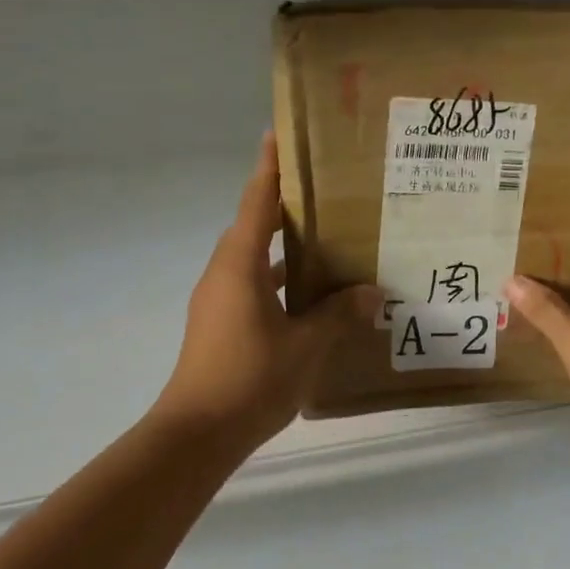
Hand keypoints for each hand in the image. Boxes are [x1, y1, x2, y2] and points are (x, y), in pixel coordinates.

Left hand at [154, 133, 379, 449]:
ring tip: (326, 238)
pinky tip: (310, 295)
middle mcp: (224, 273)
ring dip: (283, 245)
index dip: (269, 167)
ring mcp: (219, 300)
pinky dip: (278, 279)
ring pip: (254, 258)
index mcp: (240, 264)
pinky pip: (253, 285)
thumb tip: (372, 293)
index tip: (279, 134)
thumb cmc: (250, 379)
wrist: (197, 434)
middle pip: (254, 225)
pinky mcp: (221, 323)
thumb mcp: (306, 346)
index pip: (256, 200)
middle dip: (285, 204)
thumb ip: (339, 314)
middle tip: (326, 190)